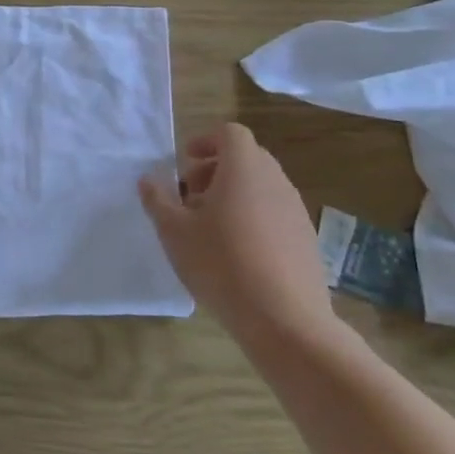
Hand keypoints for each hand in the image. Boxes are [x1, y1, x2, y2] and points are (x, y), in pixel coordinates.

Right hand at [138, 124, 334, 342]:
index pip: (230, 134)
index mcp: (244, 170)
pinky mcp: (306, 239)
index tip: (183, 164)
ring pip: (262, 186)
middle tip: (190, 196)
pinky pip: (275, 212)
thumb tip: (149, 179)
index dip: (205, 141)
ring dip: (234, 193)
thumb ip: (158, 199)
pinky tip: (235, 252)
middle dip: (215, 169)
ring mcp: (296, 211)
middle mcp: (275, 182)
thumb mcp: (173, 231)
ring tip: (209, 226)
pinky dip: (253, 216)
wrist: (285, 320)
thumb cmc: (220, 263)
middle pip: (247, 158)